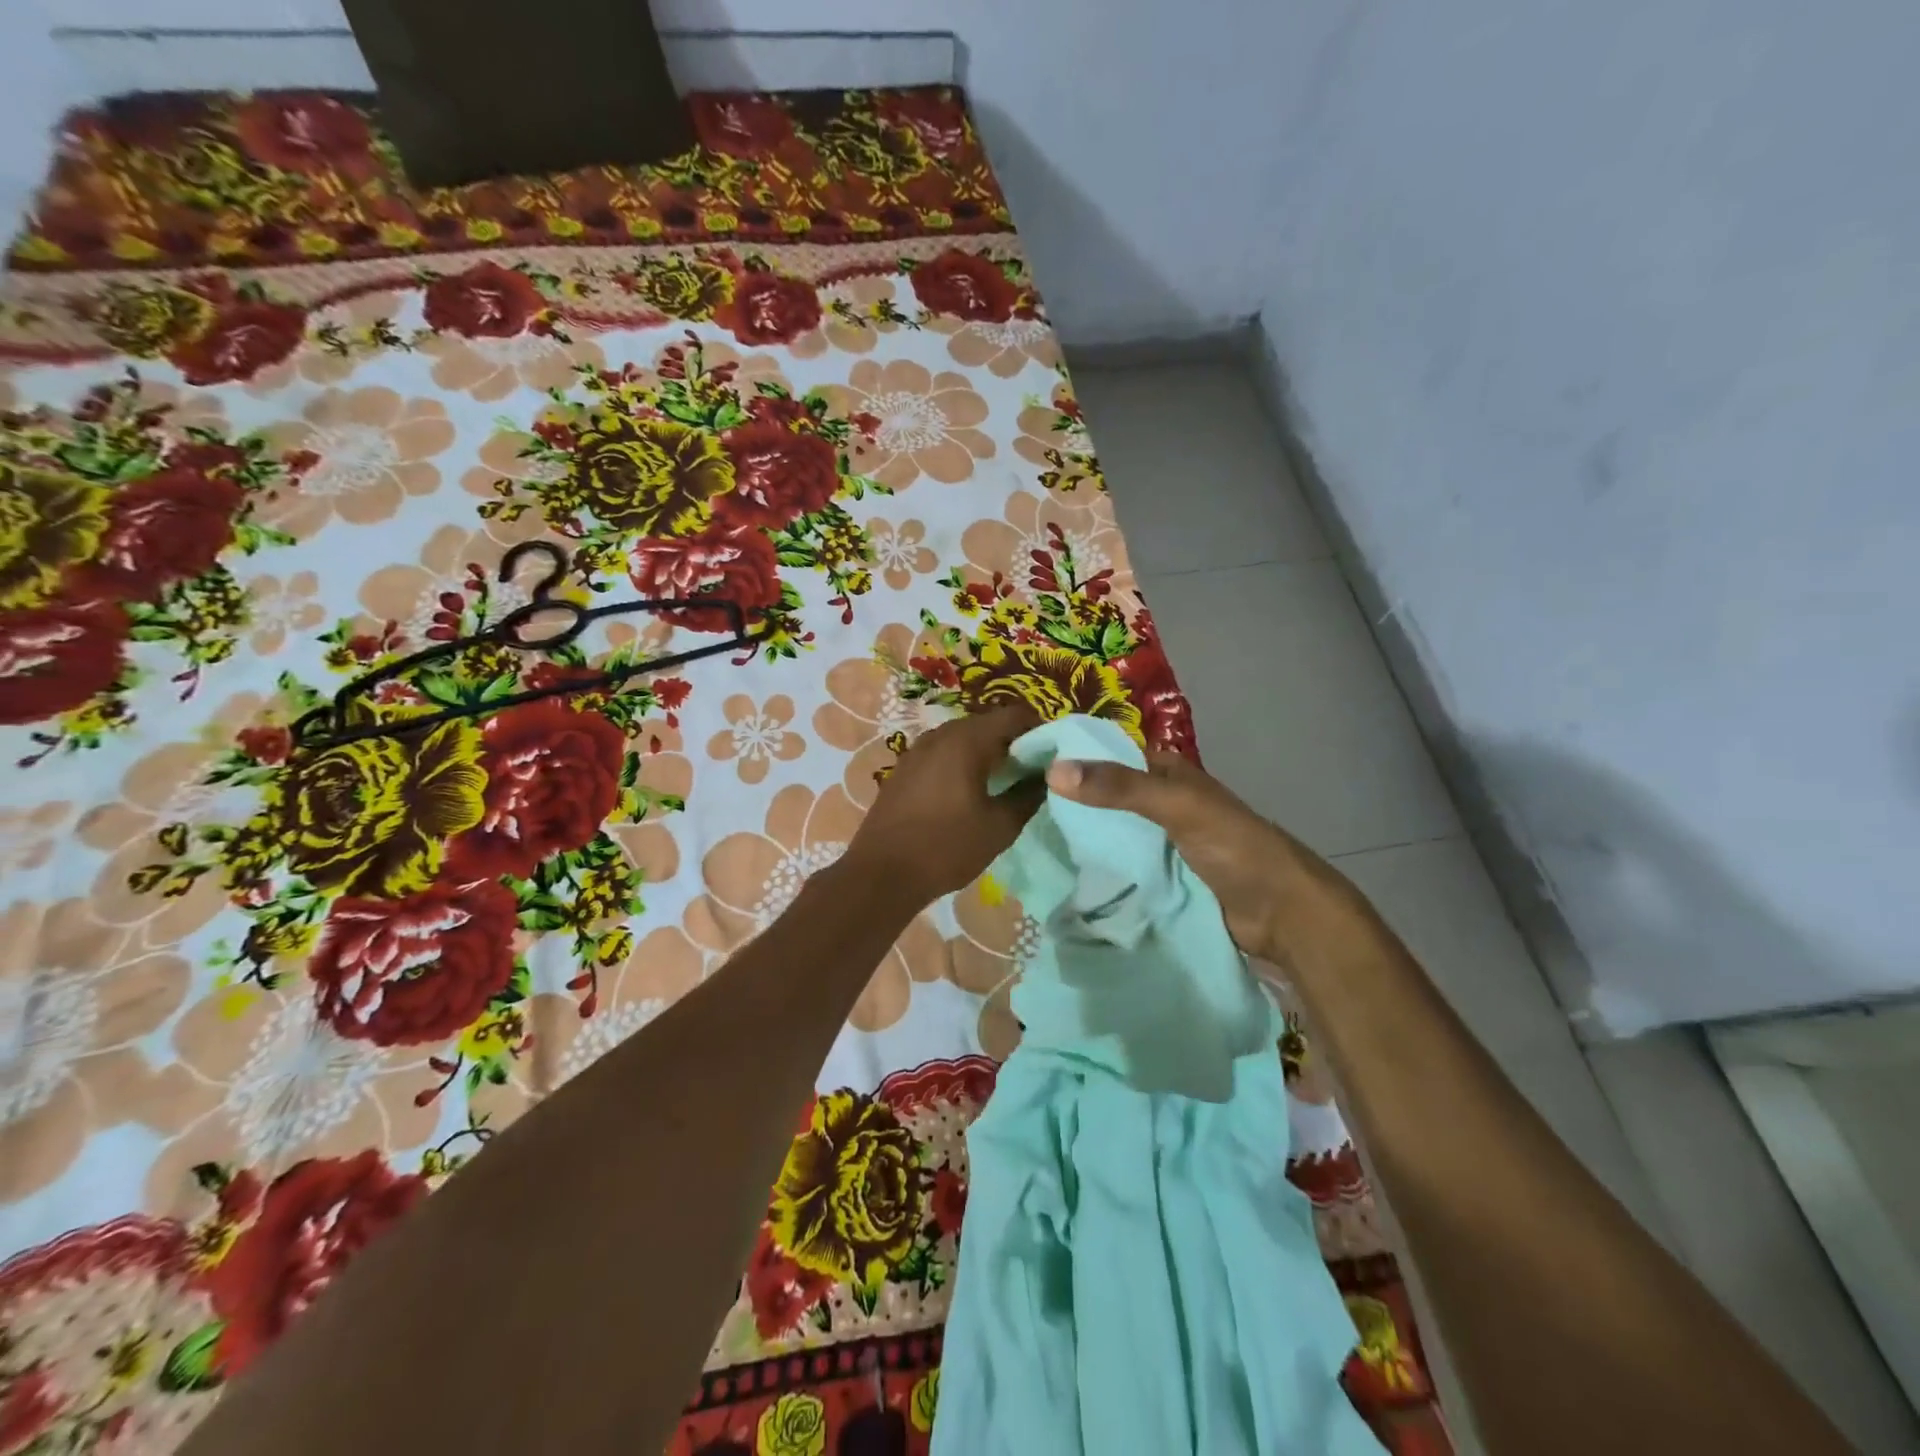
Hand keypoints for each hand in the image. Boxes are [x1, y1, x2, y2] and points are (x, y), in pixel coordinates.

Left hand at [847, 706, 1045, 906]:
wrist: (881, 874)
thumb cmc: (946, 848)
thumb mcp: (999, 827)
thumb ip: (1028, 796)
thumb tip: (1047, 777)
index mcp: (967, 740)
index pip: (1014, 715)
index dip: (1040, 730)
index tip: (1054, 755)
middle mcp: (940, 734)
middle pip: (987, 723)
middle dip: (1013, 741)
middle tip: (1033, 770)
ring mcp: (917, 749)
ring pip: (963, 737)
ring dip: (986, 752)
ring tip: (1004, 781)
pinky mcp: (904, 768)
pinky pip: (942, 753)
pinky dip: (962, 762)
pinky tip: (968, 791)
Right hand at [1045, 750, 1359, 961]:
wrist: (1282, 913)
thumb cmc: (1234, 846)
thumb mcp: (1176, 807)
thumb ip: (1119, 788)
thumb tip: (1053, 770)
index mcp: (1167, 774)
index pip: (1110, 754)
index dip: (1073, 756)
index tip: (1022, 766)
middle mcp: (1161, 803)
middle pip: (1106, 797)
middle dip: (1069, 803)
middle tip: (1017, 811)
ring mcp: (1161, 843)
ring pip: (1111, 834)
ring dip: (1080, 840)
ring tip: (1028, 844)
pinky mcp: (1161, 878)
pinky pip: (1121, 867)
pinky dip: (1097, 870)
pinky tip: (1062, 876)